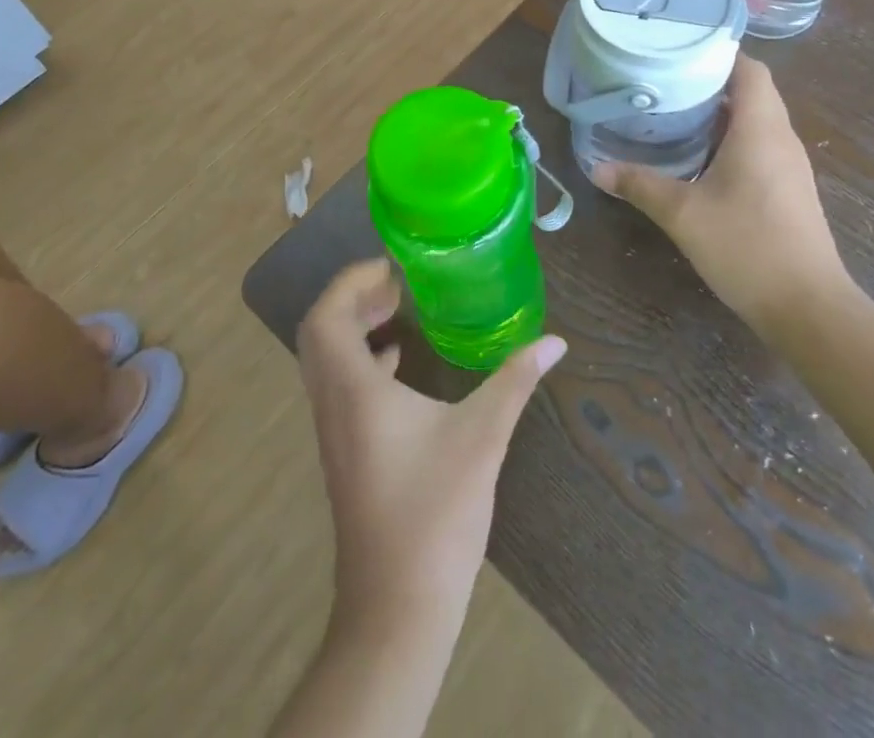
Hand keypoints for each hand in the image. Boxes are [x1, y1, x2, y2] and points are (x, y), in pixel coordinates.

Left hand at [296, 260, 566, 638]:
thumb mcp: (483, 437)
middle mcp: (333, 404)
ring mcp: (333, 432)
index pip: (326, 317)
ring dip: (353, 327)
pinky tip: (396, 362)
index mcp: (354, 390)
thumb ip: (516, 381)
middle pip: (319, 333)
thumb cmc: (435, 512)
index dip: (351, 282)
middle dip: (352, 298)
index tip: (392, 268)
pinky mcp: (343, 452)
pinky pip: (339, 386)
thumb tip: (555, 341)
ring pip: (325, 360)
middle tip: (396, 283)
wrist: (397, 606)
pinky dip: (360, 360)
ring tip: (397, 309)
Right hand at [591, 55, 852, 330]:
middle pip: (752, 91)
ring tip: (675, 113)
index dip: (718, 53)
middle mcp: (781, 138)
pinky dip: (731, 139)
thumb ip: (640, 185)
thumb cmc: (747, 246)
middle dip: (711, 82)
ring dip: (721, 112)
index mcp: (761, 129)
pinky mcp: (788, 189)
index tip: (679, 51)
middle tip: (665, 82)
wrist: (808, 307)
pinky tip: (699, 157)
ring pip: (757, 120)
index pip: (749, 69)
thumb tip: (596, 169)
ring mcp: (789, 166)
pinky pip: (760, 145)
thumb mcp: (683, 214)